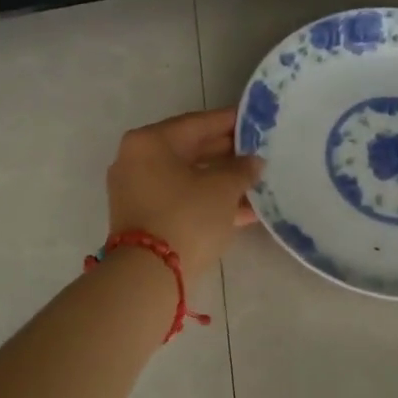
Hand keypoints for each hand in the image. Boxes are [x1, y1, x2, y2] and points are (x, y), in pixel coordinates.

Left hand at [106, 108, 262, 280]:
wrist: (149, 275)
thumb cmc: (186, 216)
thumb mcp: (222, 189)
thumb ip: (242, 170)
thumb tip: (254, 162)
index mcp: (150, 142)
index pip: (198, 123)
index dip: (230, 122)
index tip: (255, 122)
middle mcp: (137, 160)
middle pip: (190, 149)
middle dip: (227, 154)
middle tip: (259, 153)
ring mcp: (137, 191)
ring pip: (188, 177)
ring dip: (221, 181)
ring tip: (257, 183)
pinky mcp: (143, 218)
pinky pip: (181, 199)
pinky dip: (208, 201)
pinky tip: (243, 210)